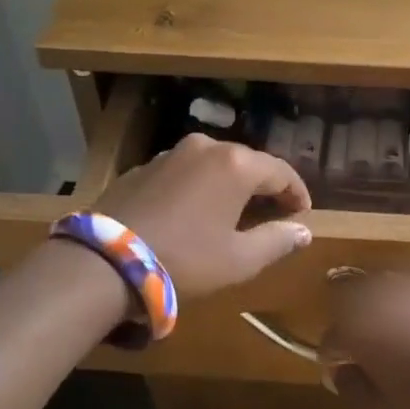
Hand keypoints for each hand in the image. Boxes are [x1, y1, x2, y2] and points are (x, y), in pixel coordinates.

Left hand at [95, 133, 312, 298]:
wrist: (105, 261)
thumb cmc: (185, 259)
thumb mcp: (239, 259)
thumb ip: (277, 241)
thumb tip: (304, 231)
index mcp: (236, 164)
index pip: (281, 171)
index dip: (297, 193)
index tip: (303, 213)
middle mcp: (205, 147)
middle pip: (247, 163)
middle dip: (264, 187)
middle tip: (273, 212)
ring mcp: (169, 154)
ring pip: (213, 165)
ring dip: (229, 185)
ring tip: (234, 212)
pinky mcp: (142, 167)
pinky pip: (185, 173)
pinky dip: (198, 187)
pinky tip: (194, 212)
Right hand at [319, 273, 409, 408]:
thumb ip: (354, 389)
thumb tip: (341, 373)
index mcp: (359, 328)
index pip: (331, 339)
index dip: (333, 358)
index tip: (343, 373)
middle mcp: (384, 297)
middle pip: (356, 302)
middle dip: (358, 322)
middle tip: (372, 349)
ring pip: (392, 290)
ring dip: (390, 309)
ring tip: (406, 334)